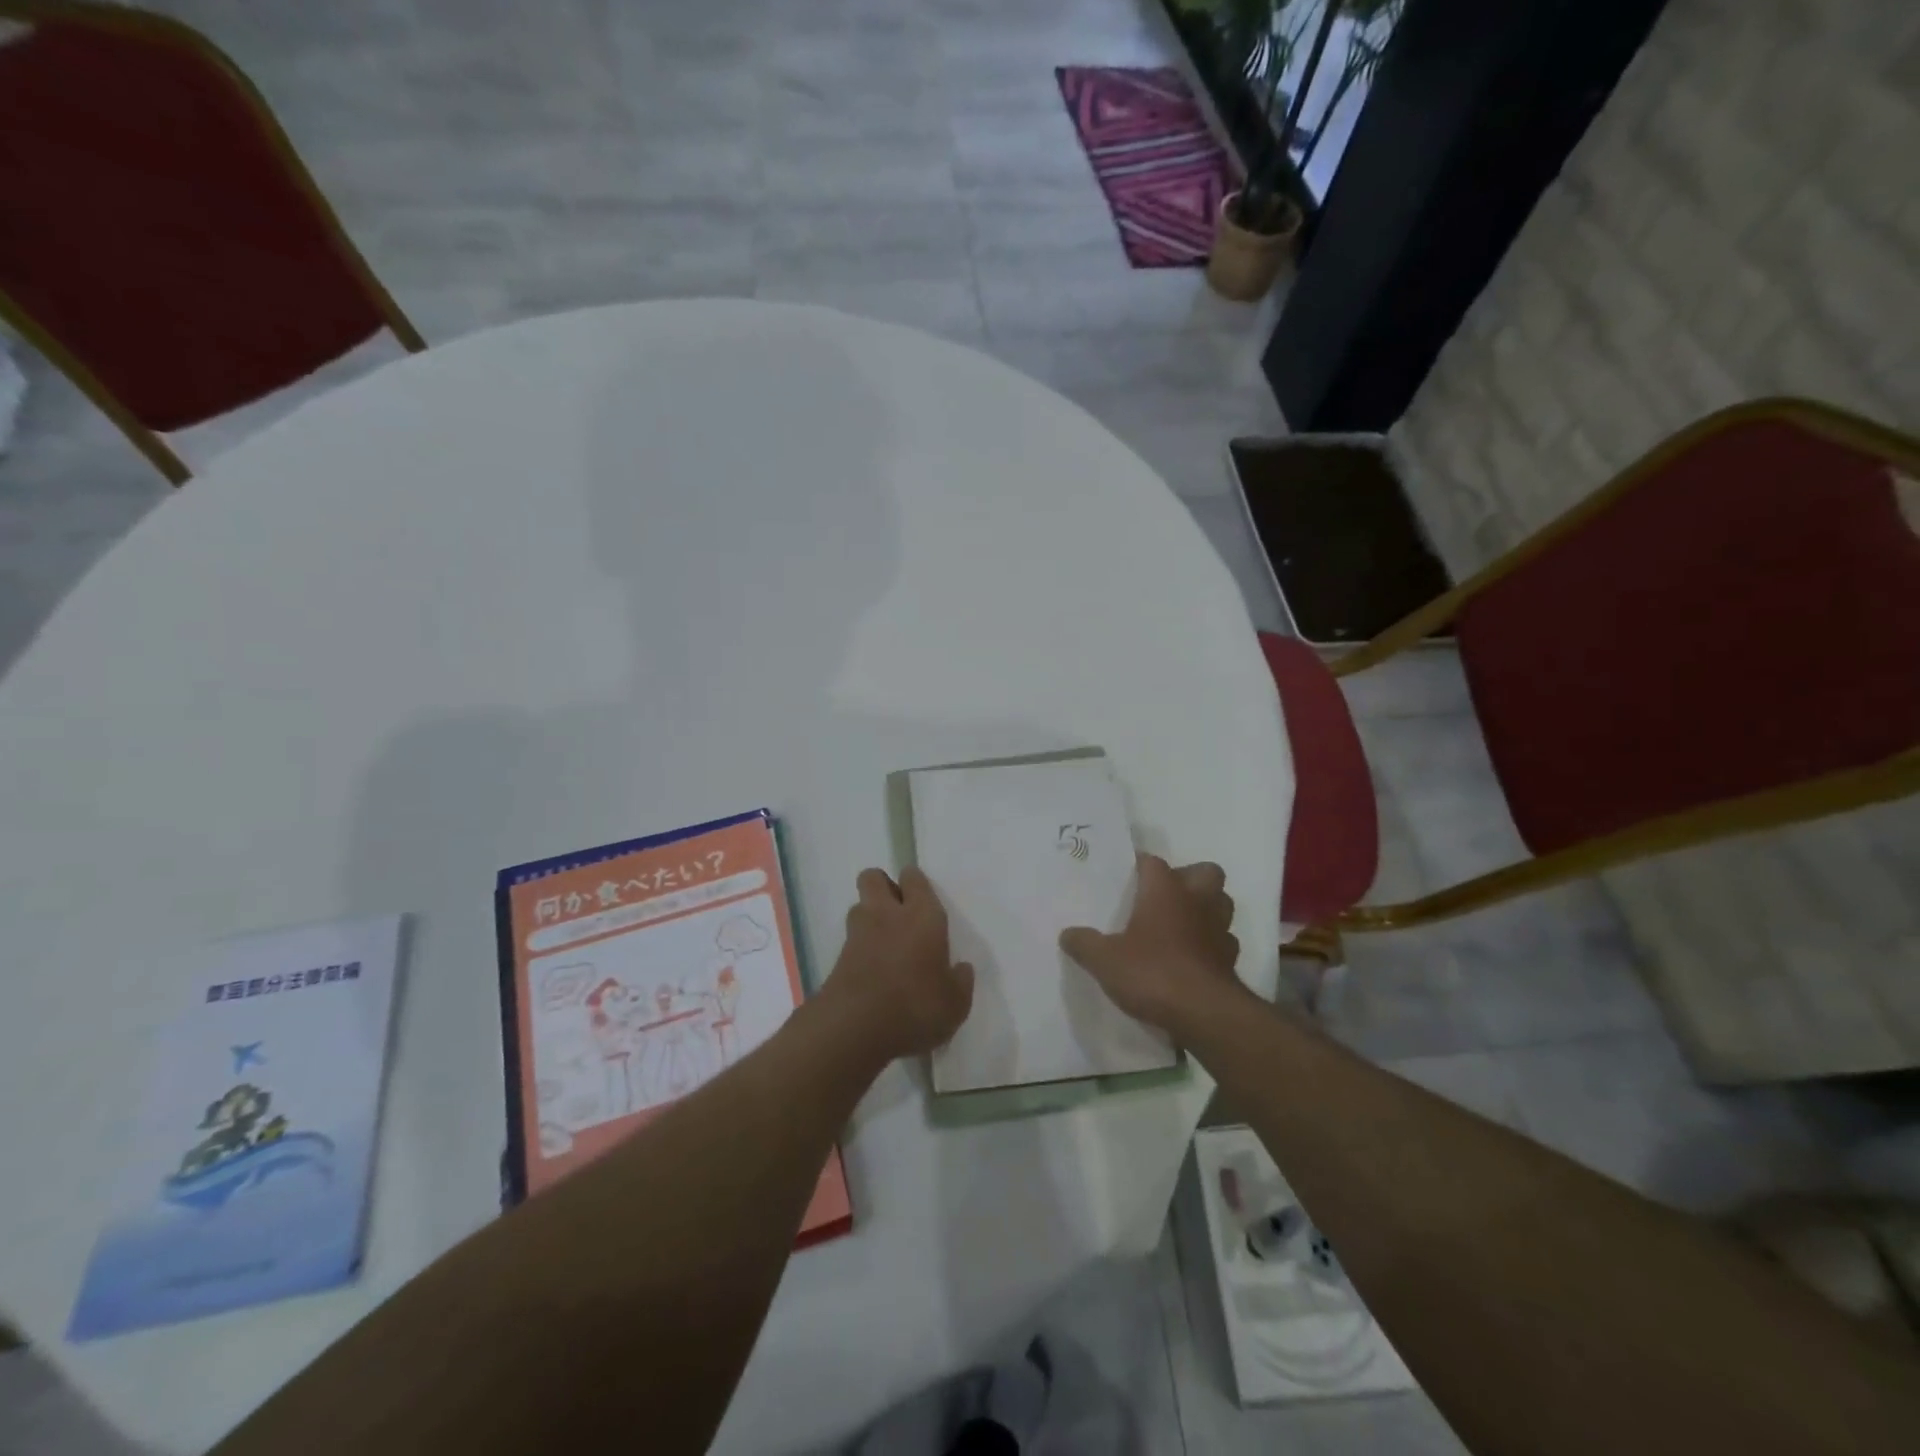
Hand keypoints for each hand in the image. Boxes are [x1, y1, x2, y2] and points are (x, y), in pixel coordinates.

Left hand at [824, 866, 973, 1062]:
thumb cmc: (915, 1008)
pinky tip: (873, 969)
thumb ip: (960, 983)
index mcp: (922, 916)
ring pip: (859, 904)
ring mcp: (858, 933)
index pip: (914, 877)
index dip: (916, 884)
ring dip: (870, 915)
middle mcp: (887, 914)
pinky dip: (860, 945)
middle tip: (900, 913)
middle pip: (874, 877)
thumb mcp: (954, 1005)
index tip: (923, 902)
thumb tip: (961, 969)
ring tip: (885, 942)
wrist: (855, 1028)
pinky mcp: (838, 956)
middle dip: (884, 886)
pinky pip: (850, 937)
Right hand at [1059, 854, 1241, 1036]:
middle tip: (1164, 896)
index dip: (1140, 866)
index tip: (1126, 875)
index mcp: (1165, 890)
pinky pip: (1224, 941)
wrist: (1204, 1014)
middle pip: (1205, 872)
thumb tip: (1067, 934)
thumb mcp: (1104, 960)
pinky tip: (1192, 958)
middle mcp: (1197, 901)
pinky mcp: (1231, 960)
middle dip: (1189, 877)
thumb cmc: (1152, 973)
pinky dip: (1211, 945)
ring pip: (1221, 904)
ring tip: (1180, 924)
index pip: (1153, 862)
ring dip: (1205, 909)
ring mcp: (1219, 930)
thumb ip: (1084, 943)